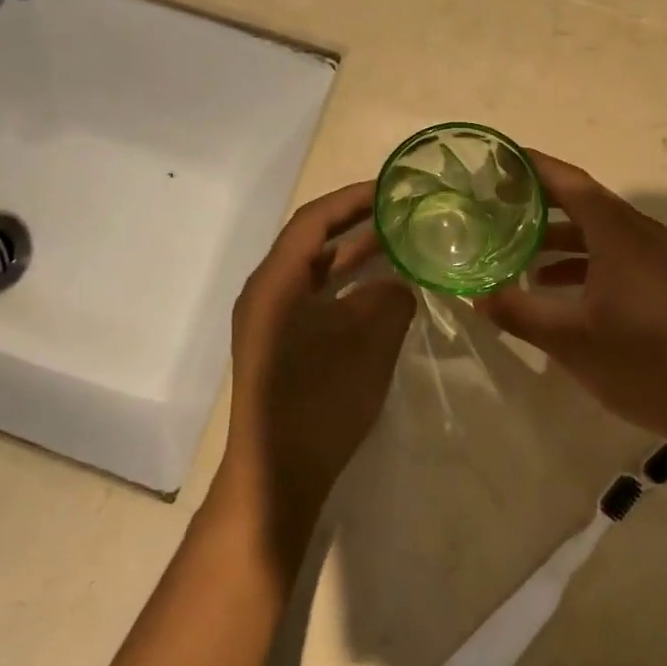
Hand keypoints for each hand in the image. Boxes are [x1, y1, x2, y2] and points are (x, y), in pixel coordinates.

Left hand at [219, 181, 415, 555]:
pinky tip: (380, 296)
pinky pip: (316, 303)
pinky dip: (347, 292)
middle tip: (400, 213)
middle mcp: (266, 294)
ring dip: (353, 259)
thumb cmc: (319, 401)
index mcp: (275, 282)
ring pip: (315, 275)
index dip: (352, 199)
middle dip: (355, 225)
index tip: (391, 188)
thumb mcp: (366, 343)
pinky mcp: (280, 349)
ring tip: (398, 245)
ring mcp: (270, 324)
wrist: (277, 477)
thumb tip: (397, 284)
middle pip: (311, 244)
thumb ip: (388, 300)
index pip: (313, 220)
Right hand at [476, 151, 666, 441]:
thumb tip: (475, 295)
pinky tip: (556, 287)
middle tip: (498, 205)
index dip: (534, 168)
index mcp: (618, 234)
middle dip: (541, 201)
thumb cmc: (641, 362)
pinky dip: (584, 259)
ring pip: (601, 230)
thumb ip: (518, 312)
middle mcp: (641, 233)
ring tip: (518, 251)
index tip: (499, 162)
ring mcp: (660, 256)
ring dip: (560, 236)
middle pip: (584, 202)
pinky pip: (617, 252)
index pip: (570, 183)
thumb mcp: (569, 339)